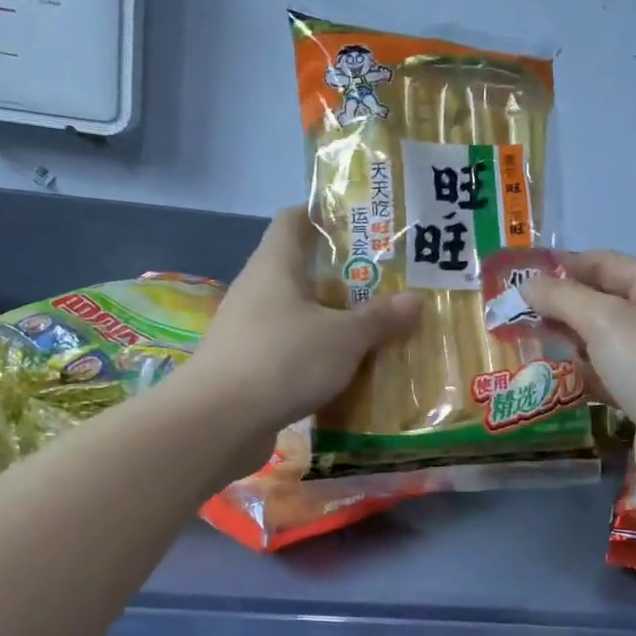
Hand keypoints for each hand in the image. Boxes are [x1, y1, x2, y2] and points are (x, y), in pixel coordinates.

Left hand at [185, 207, 421, 441]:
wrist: (219, 422)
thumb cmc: (284, 359)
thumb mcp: (344, 337)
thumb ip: (380, 318)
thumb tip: (417, 299)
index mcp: (275, 264)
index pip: (294, 218)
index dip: (324, 213)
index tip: (362, 222)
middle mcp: (257, 289)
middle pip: (301, 268)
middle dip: (342, 274)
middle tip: (385, 281)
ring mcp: (248, 329)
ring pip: (298, 313)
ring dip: (331, 319)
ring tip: (373, 326)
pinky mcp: (248, 365)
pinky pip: (291, 348)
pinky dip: (317, 354)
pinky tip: (346, 369)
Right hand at [522, 251, 635, 451]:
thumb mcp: (604, 320)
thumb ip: (562, 297)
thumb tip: (527, 284)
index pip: (607, 263)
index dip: (566, 265)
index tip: (523, 275)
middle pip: (602, 302)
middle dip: (561, 305)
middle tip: (515, 313)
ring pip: (601, 341)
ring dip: (566, 341)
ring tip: (523, 342)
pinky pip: (604, 376)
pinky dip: (579, 374)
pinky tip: (549, 377)